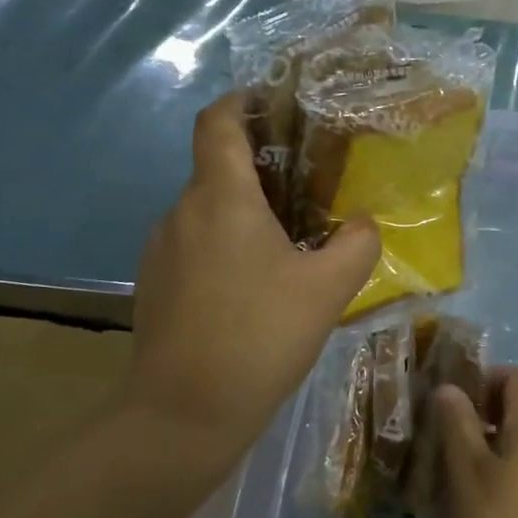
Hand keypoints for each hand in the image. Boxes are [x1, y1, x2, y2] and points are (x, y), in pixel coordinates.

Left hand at [128, 92, 379, 466]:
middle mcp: (182, 211)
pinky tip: (256, 286)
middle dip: (262, 168)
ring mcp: (161, 249)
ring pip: (208, 211)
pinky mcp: (155, 284)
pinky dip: (226, 246)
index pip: (217, 121)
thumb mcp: (328, 289)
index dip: (243, 100)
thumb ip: (356, 244)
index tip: (277, 104)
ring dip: (245, 213)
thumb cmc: (258, 336)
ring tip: (289, 242)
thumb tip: (363, 222)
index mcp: (220, 197)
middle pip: (218, 167)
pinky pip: (195, 245)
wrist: (182, 416)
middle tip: (310, 187)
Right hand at [435, 368, 517, 517]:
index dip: (487, 378)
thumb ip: (458, 423)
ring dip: (493, 439)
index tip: (459, 400)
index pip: (517, 377)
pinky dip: (505, 463)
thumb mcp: (468, 469)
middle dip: (486, 409)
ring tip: (461, 463)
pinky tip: (481, 492)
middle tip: (453, 430)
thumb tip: (448, 388)